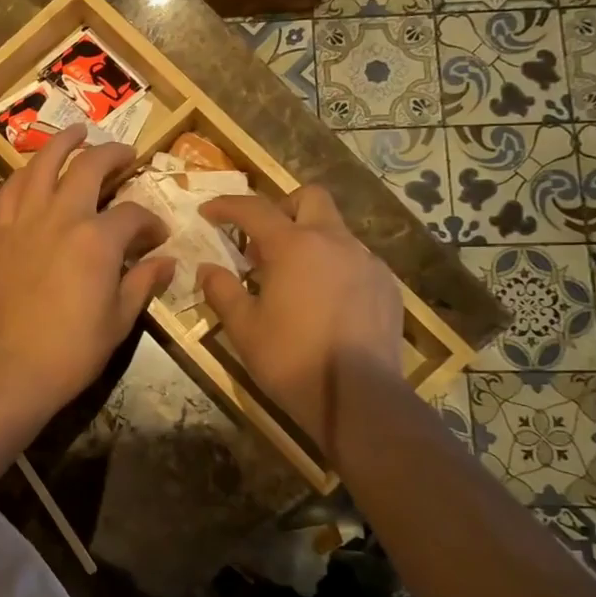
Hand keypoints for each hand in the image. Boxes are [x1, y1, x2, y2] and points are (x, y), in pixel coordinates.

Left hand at [0, 124, 173, 423]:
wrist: (13, 367)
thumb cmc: (73, 349)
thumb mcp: (120, 319)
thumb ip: (143, 282)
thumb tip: (167, 261)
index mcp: (98, 240)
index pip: (133, 214)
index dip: (150, 221)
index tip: (158, 234)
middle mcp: (62, 217)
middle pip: (88, 168)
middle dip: (112, 155)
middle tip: (126, 154)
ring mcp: (27, 221)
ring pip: (43, 164)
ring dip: (62, 143)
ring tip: (77, 131)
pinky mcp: (2, 234)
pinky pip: (11, 190)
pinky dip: (25, 174)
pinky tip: (34, 171)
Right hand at [197, 186, 404, 454]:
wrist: (359, 398)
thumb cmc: (291, 359)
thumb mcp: (243, 328)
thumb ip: (222, 291)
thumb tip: (208, 268)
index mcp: (294, 246)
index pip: (254, 209)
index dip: (227, 206)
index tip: (209, 212)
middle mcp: (334, 242)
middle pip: (309, 198)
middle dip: (282, 208)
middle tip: (263, 241)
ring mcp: (367, 262)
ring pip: (335, 231)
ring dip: (309, 240)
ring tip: (293, 279)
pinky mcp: (387, 286)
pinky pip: (355, 260)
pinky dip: (333, 267)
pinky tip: (324, 302)